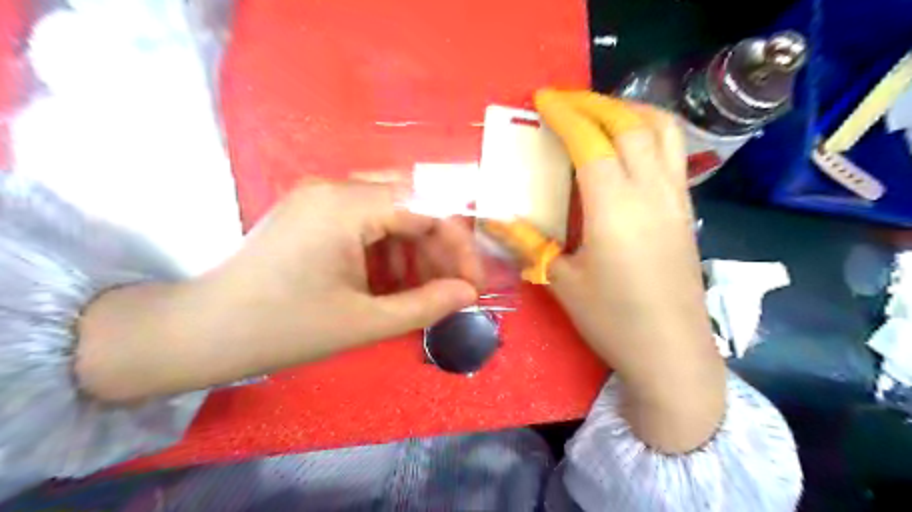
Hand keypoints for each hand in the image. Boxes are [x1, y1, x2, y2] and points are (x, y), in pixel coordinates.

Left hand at [76, 180, 483, 402]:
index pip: (427, 208)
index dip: (458, 246)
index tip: (472, 284)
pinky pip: (366, 221)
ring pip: (391, 212)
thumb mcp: (364, 322)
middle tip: (451, 288)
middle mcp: (334, 187)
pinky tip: (391, 282)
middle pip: (411, 204)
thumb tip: (468, 293)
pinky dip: (388, 250)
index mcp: (346, 206)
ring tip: (423, 290)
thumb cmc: (283, 328)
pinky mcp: (312, 212)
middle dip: (438, 247)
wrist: (201, 333)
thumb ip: (425, 304)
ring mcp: (320, 197)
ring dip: (414, 250)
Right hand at [536, 91, 723, 454]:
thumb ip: (529, 244)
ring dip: (628, 110)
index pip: (591, 142)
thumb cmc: (613, 320)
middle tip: (564, 103)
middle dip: (594, 103)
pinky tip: (627, 146)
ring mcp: (676, 198)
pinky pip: (674, 152)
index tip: (542, 100)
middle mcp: (651, 192)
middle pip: (629, 124)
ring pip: (662, 130)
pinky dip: (649, 131)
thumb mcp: (563, 282)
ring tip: (599, 112)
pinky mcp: (686, 210)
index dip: (565, 114)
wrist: (672, 353)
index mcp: (614, 209)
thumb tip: (495, 221)